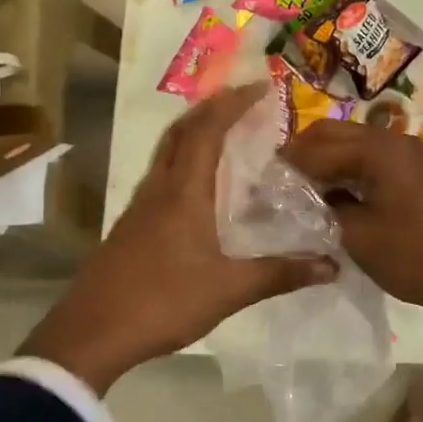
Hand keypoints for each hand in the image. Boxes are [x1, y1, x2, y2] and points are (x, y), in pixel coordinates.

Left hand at [19, 82, 337, 394]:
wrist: (91, 334)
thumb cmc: (162, 302)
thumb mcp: (229, 290)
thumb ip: (280, 274)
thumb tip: (331, 265)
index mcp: (183, 193)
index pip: (207, 131)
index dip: (233, 103)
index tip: (262, 88)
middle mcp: (158, 189)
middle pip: (180, 131)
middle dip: (211, 108)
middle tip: (243, 100)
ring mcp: (139, 207)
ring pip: (166, 152)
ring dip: (194, 132)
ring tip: (225, 132)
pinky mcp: (130, 226)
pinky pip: (160, 176)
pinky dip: (182, 161)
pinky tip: (198, 186)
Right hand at [280, 120, 422, 326]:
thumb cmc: (416, 256)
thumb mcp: (360, 237)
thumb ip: (324, 209)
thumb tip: (301, 197)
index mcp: (378, 149)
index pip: (316, 146)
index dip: (286, 164)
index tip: (260, 182)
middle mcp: (392, 140)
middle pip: (334, 133)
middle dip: (303, 154)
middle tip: (277, 182)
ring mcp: (407, 155)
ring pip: (353, 145)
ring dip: (326, 162)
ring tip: (299, 191)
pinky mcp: (415, 173)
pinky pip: (372, 160)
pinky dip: (348, 172)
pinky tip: (332, 196)